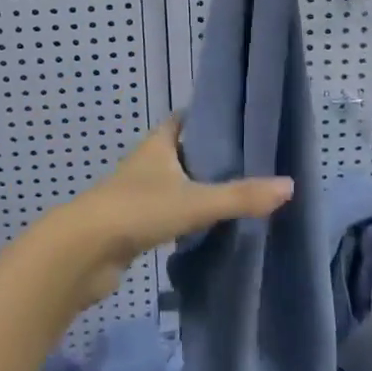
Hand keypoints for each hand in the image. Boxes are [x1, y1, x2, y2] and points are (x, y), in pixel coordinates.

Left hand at [45, 118, 292, 309]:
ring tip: (232, 195)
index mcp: (158, 145)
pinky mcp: (131, 226)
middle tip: (245, 162)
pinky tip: (203, 229)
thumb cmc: (138, 210)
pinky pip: (164, 214)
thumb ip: (240, 196)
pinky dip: (182, 217)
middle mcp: (146, 164)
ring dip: (194, 188)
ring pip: (172, 185)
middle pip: (180, 152)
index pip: (183, 120)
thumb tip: (289, 186)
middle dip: (207, 156)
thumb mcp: (195, 202)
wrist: (83, 252)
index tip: (235, 121)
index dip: (206, 118)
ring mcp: (136, 195)